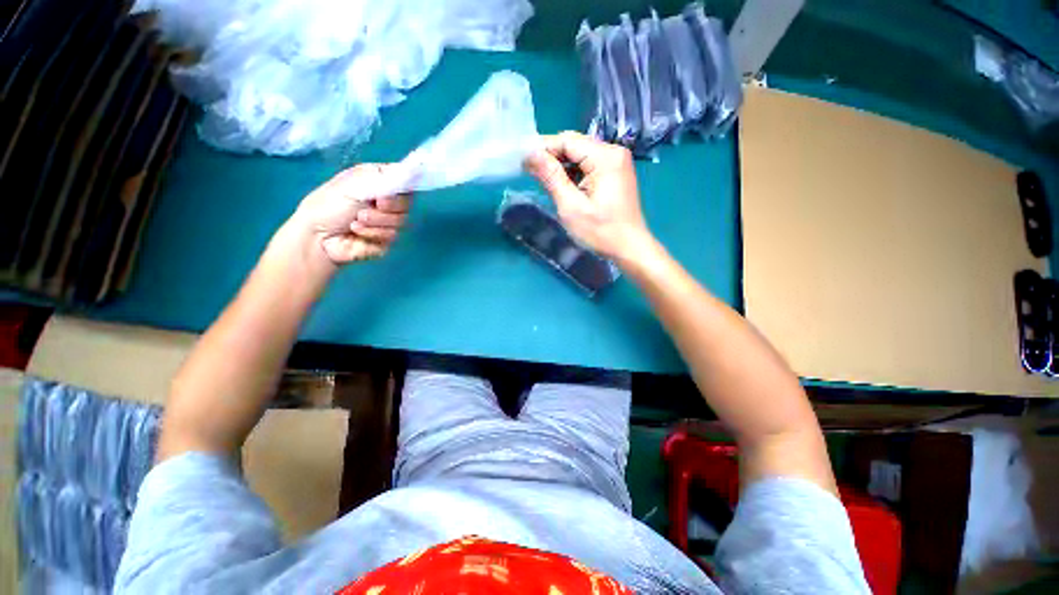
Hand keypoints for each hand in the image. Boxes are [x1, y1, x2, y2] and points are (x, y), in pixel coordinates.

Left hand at [291, 164, 411, 265]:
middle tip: (373, 205)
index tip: (391, 189)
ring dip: (376, 221)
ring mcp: (389, 222)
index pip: (406, 182)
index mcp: (381, 182)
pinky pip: (393, 236)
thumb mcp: (355, 185)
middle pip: (407, 204)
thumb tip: (416, 168)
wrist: (317, 237)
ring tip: (355, 221)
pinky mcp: (388, 240)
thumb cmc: (330, 205)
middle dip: (389, 207)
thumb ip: (387, 178)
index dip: (404, 187)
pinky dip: (373, 234)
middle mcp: (388, 201)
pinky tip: (357, 232)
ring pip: (401, 222)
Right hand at [524, 131, 652, 262]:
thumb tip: (530, 153)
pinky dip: (573, 173)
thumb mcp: (571, 206)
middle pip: (574, 145)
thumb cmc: (601, 231)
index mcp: (605, 157)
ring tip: (543, 180)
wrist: (629, 248)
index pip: (567, 140)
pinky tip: (561, 185)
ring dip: (561, 166)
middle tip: (530, 172)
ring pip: (580, 155)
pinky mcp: (615, 173)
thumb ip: (551, 177)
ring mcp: (616, 162)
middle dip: (551, 157)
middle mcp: (613, 152)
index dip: (543, 148)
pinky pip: (588, 165)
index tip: (522, 160)